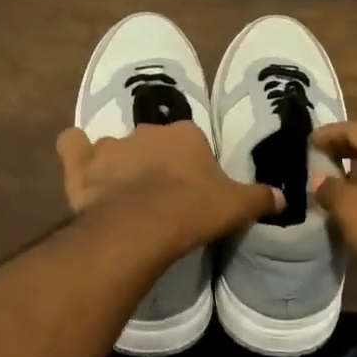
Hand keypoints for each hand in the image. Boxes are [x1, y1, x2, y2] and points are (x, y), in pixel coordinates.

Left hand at [56, 122, 281, 255]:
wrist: (141, 225)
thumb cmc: (193, 209)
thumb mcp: (236, 206)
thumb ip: (260, 198)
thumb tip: (284, 198)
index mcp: (185, 135)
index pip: (191, 141)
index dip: (191, 164)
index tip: (192, 187)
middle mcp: (146, 131)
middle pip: (152, 142)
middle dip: (153, 162)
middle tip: (158, 194)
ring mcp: (110, 146)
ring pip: (113, 147)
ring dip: (116, 163)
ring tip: (121, 193)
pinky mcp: (81, 163)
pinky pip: (72, 146)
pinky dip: (75, 153)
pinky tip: (80, 167)